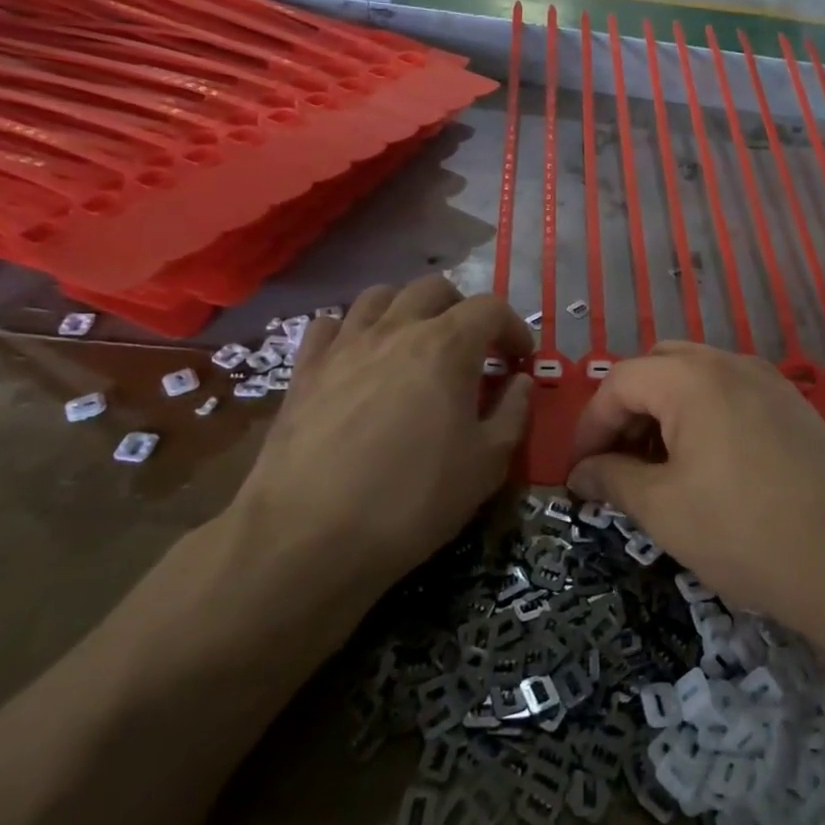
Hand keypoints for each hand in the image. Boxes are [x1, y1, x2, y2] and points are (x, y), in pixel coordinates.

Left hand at [235, 276, 533, 590]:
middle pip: (434, 288)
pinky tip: (359, 357)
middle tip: (472, 348)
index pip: (491, 308)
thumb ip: (513, 413)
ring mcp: (345, 345)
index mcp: (447, 346)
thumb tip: (520, 382)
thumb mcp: (486, 464)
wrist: (309, 535)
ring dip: (407, 309)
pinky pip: (330, 324)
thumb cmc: (412, 499)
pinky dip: (352, 329)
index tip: (520, 360)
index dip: (514, 328)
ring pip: (380, 296)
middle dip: (462, 309)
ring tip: (416, 344)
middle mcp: (395, 329)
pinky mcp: (305, 369)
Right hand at [565, 344, 824, 639]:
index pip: (620, 381)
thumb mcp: (664, 510)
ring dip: (665, 413)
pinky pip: (733, 396)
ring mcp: (771, 383)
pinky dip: (704, 419)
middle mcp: (732, 364)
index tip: (578, 471)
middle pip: (659, 367)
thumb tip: (581, 473)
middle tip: (617, 462)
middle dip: (627, 410)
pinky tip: (708, 469)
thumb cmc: (747, 533)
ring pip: (698, 380)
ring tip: (658, 470)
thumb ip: (613, 480)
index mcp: (693, 378)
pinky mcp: (797, 409)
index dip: (589, 425)